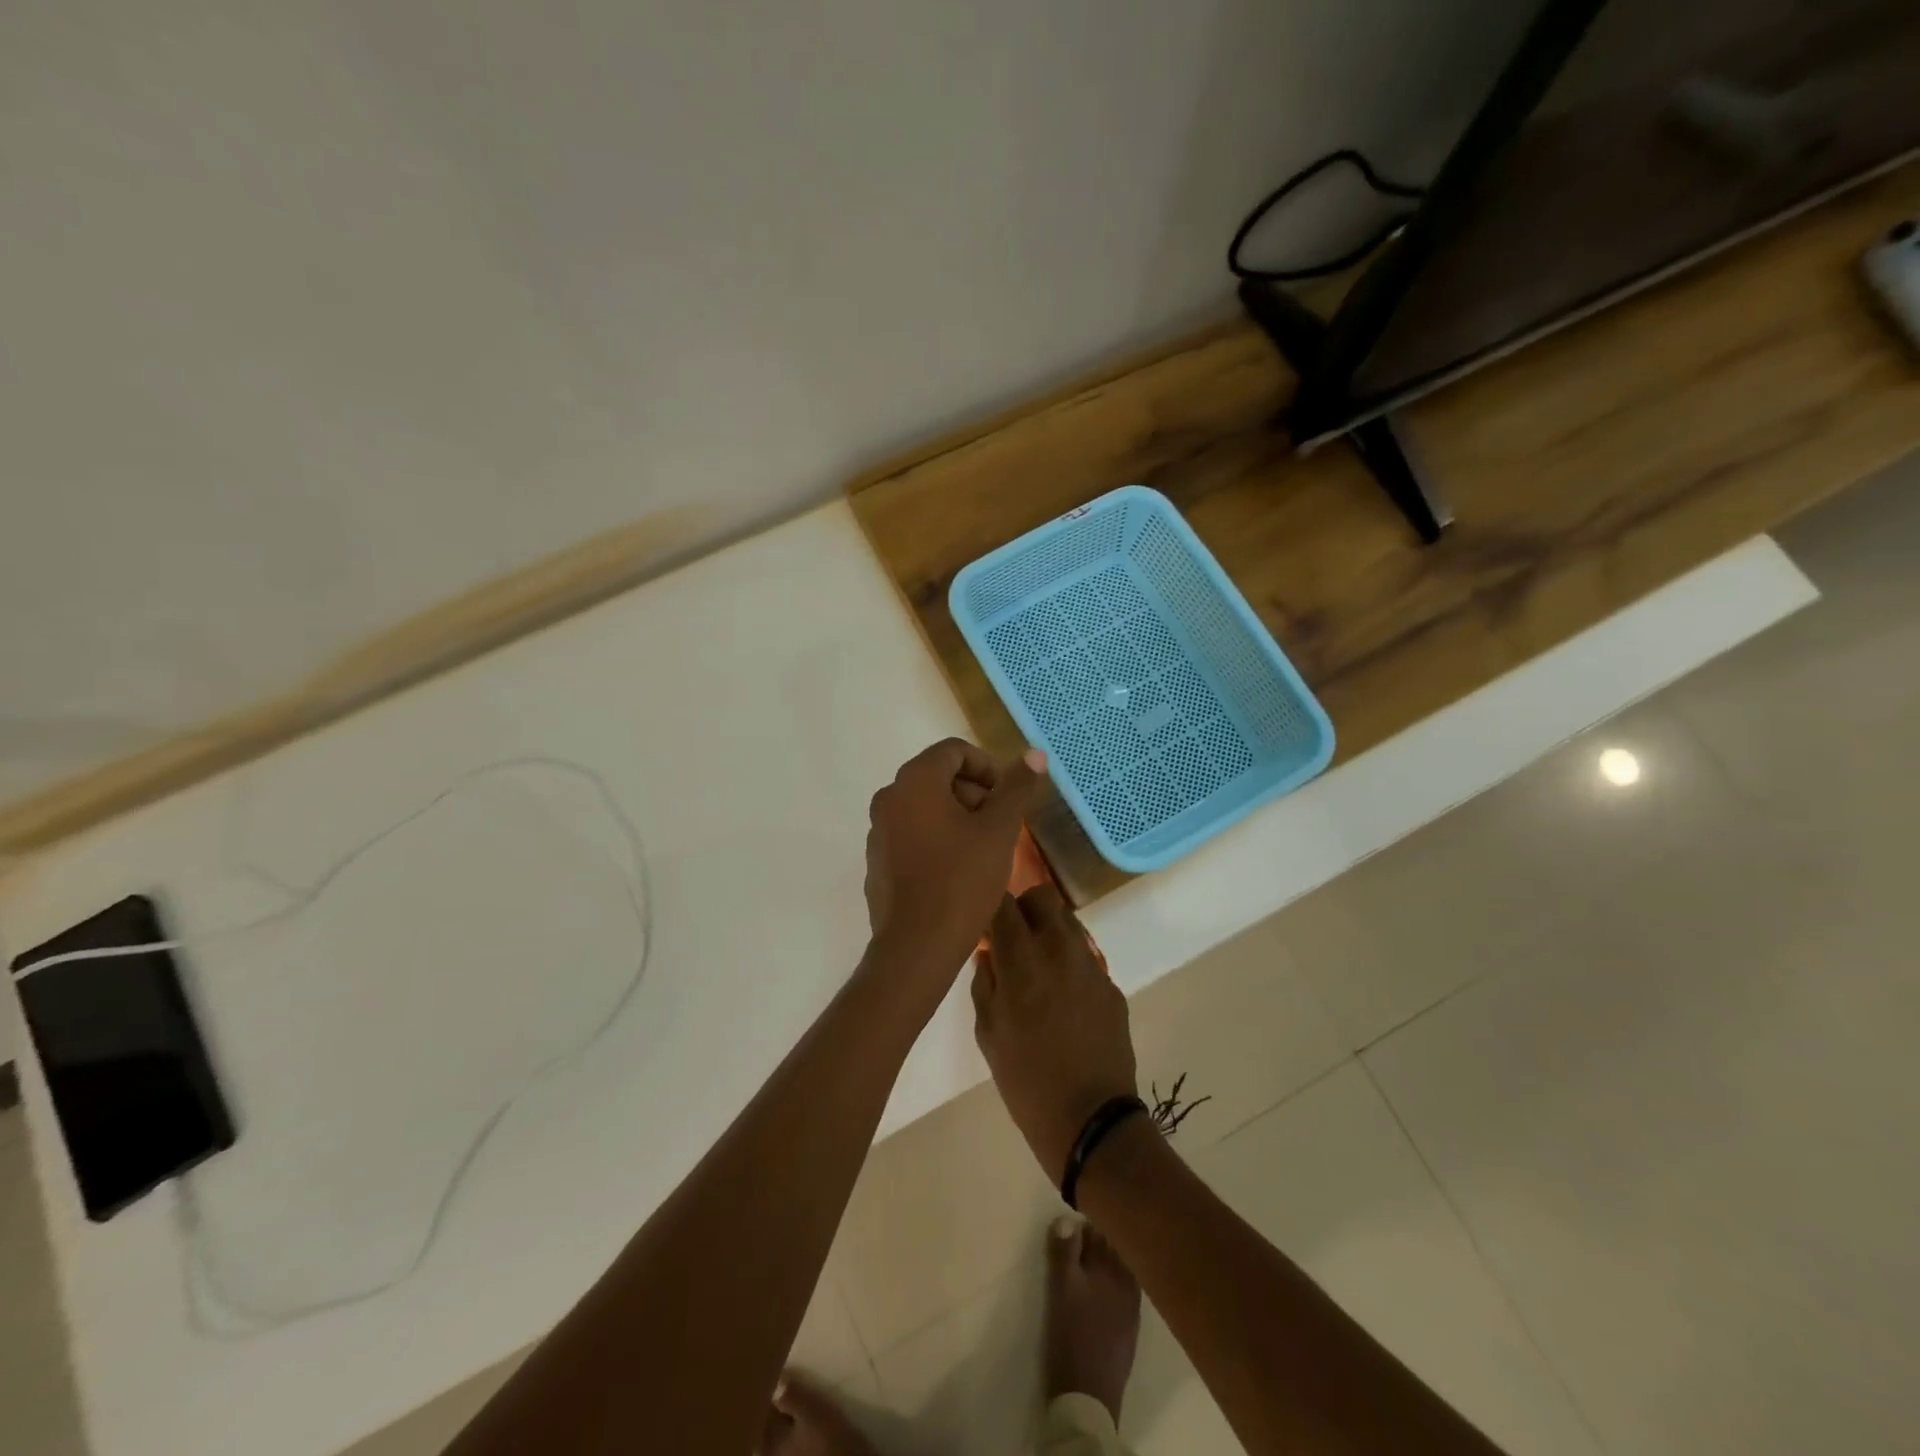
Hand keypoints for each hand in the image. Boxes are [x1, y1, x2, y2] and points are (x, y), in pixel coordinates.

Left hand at [863, 738, 1045, 980]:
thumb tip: (1035, 754)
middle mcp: (889, 798)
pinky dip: (937, 840)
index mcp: (915, 781)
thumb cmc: (961, 881)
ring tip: (984, 852)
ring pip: (925, 808)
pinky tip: (958, 873)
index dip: (988, 767)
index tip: (1008, 798)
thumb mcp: (998, 830)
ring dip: (958, 818)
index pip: (954, 751)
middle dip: (975, 794)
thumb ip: (1016, 788)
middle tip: (1001, 827)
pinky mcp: (877, 861)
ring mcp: (878, 831)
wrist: (916, 948)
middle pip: (938, 777)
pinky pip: (912, 835)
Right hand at [973, 887, 1137, 1179]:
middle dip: (1023, 908)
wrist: (1092, 1119)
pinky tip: (1063, 997)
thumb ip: (985, 982)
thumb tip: (989, 952)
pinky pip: (1084, 955)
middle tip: (1012, 938)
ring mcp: (1091, 964)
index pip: (1002, 903)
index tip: (983, 922)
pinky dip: (1068, 961)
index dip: (990, 906)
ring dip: (1048, 930)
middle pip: (1042, 896)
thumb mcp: (988, 1033)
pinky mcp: (1111, 983)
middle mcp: (1059, 949)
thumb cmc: (1026, 1081)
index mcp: (1022, 960)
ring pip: (1067, 920)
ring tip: (1038, 965)